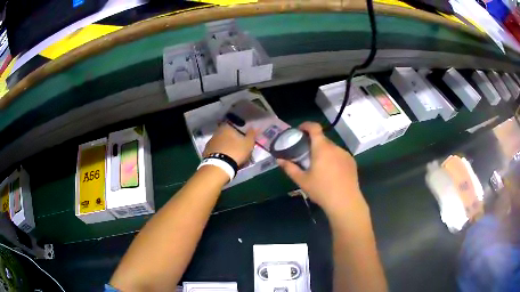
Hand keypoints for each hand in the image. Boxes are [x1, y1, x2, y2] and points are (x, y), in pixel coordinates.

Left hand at [203, 123, 255, 165]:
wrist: (219, 166)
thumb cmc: (235, 151)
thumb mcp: (248, 143)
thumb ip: (251, 134)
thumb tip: (253, 127)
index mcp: (226, 127)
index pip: (233, 125)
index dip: (239, 131)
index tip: (243, 137)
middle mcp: (216, 132)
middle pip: (226, 134)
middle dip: (232, 140)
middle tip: (239, 148)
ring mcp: (210, 142)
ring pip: (221, 143)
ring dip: (226, 147)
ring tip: (232, 156)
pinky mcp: (206, 152)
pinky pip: (216, 151)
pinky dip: (220, 154)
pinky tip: (224, 160)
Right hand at [278, 122, 366, 215]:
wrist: (345, 202)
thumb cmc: (321, 190)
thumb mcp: (302, 180)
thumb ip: (290, 168)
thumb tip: (279, 160)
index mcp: (322, 148)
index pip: (315, 127)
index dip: (306, 125)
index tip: (300, 130)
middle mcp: (335, 147)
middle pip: (323, 139)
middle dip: (314, 143)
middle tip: (306, 154)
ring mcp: (345, 154)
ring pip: (332, 148)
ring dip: (324, 152)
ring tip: (320, 166)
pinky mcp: (352, 162)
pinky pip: (340, 155)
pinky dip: (334, 158)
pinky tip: (332, 173)